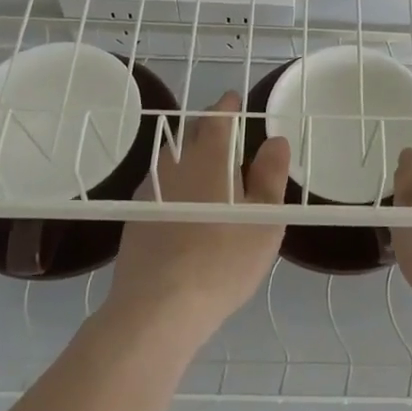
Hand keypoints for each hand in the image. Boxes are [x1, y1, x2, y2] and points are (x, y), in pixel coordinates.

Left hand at [107, 91, 288, 349]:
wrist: (159, 306)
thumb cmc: (223, 259)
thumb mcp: (266, 219)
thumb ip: (271, 175)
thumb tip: (275, 140)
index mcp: (210, 153)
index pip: (219, 113)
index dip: (229, 105)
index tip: (237, 104)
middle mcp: (176, 160)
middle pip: (192, 130)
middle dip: (210, 127)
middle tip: (229, 137)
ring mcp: (151, 186)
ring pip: (174, 157)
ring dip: (191, 154)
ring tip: (210, 172)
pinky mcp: (136, 213)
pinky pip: (161, 183)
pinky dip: (176, 183)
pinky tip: (185, 206)